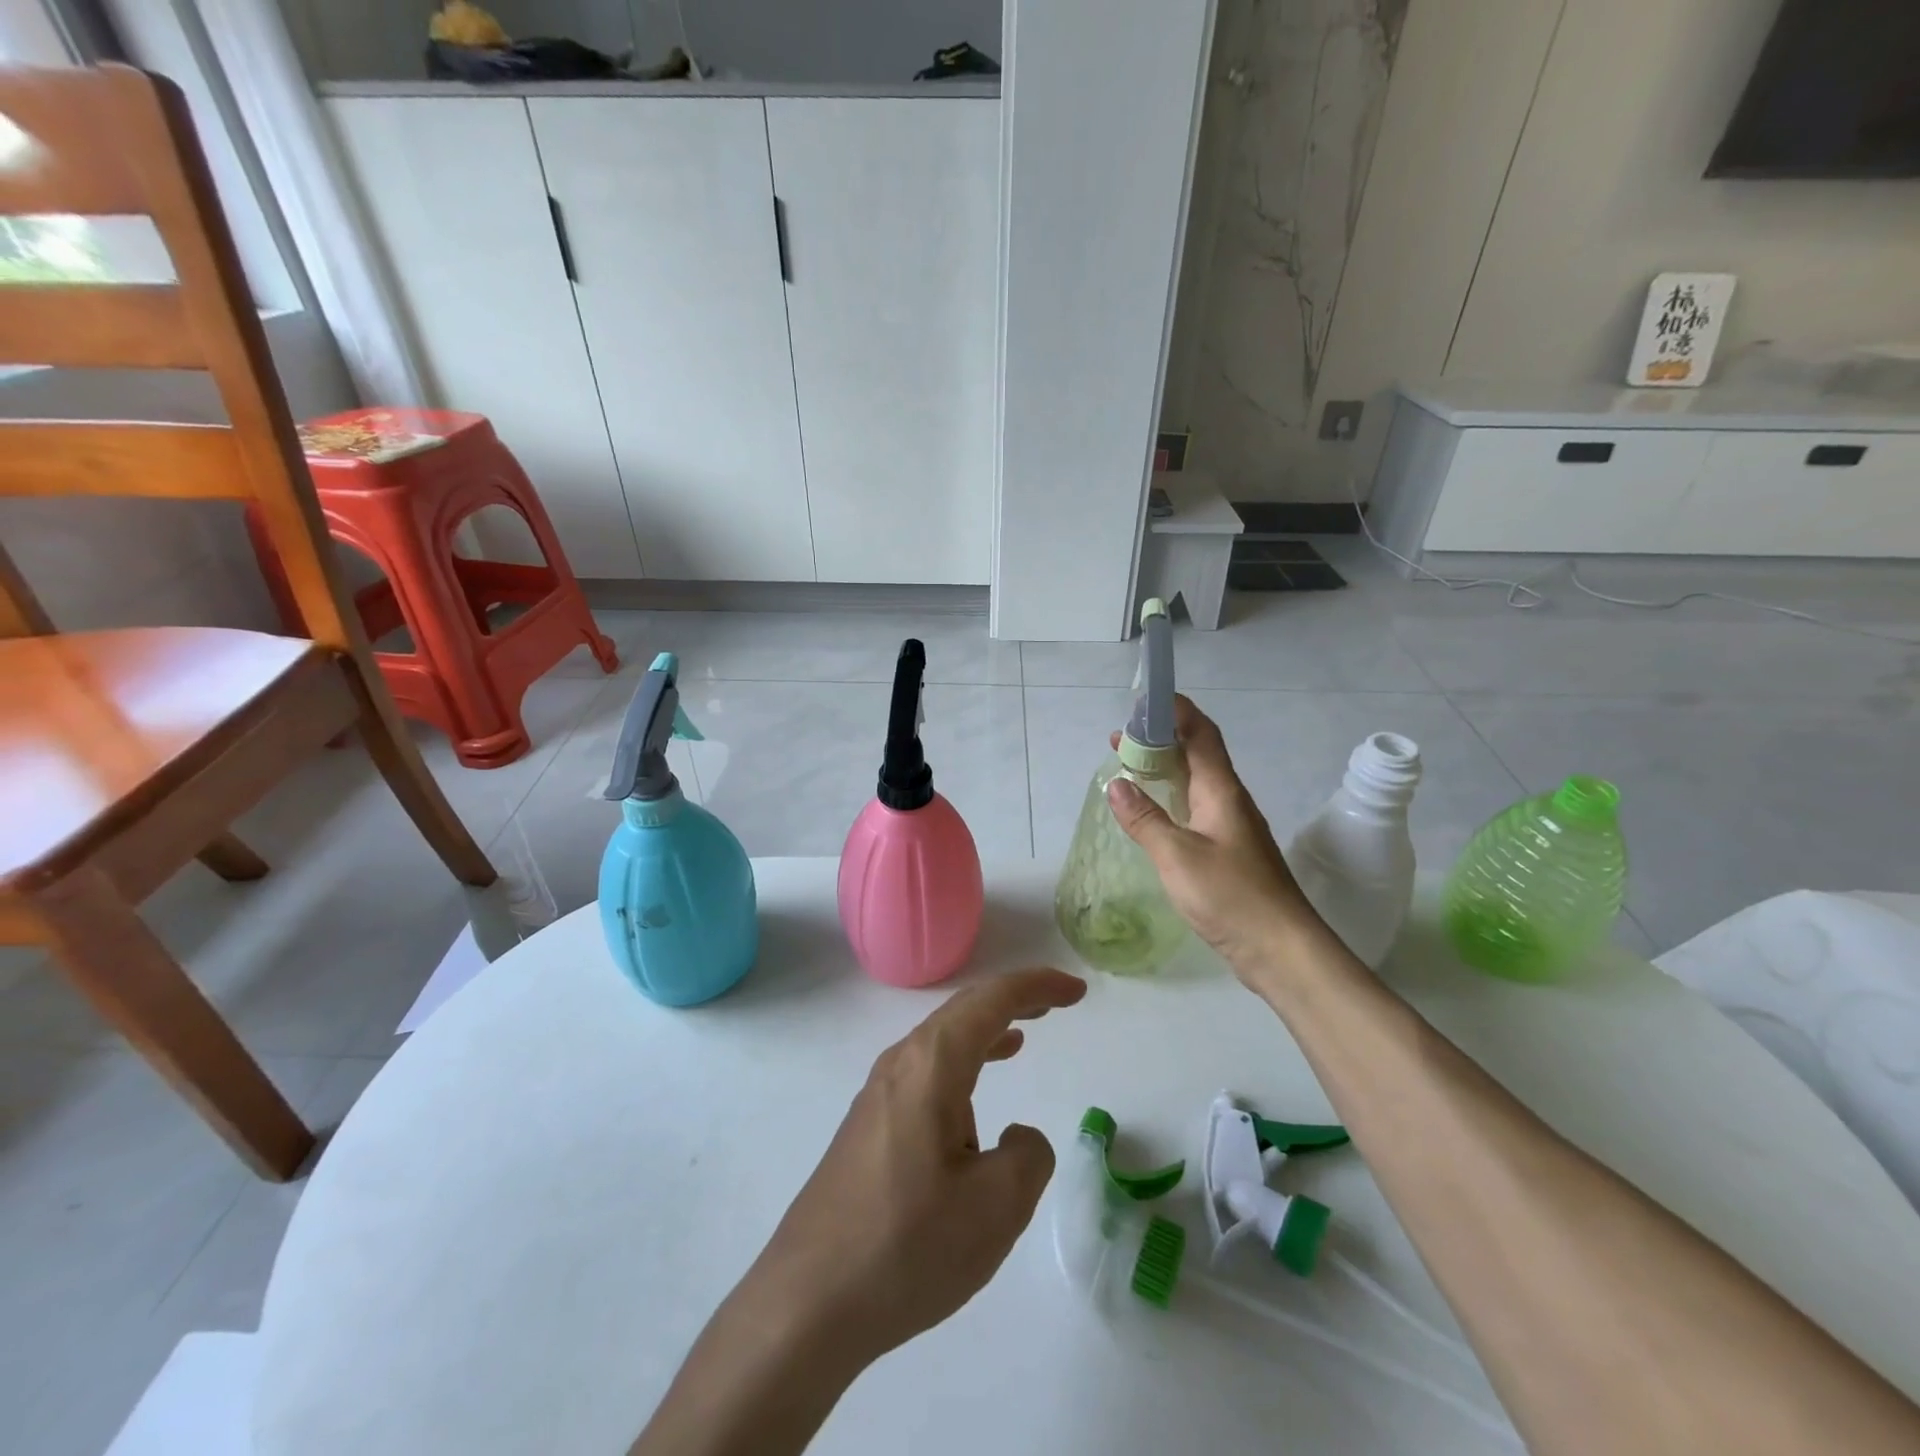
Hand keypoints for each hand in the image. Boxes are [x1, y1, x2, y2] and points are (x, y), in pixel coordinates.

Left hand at [740, 967, 1086, 1370]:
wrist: (808, 1302)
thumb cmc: (907, 1245)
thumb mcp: (996, 1206)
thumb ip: (1028, 1156)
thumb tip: (1016, 1137)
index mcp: (932, 1064)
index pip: (992, 1000)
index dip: (1037, 986)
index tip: (1076, 990)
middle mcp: (901, 1064)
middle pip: (964, 1010)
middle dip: (1013, 1000)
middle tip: (1055, 1003)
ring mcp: (878, 1094)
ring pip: (942, 1041)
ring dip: (985, 1032)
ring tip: (1020, 1037)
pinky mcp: (869, 1126)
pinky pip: (926, 1072)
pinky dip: (962, 1064)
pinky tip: (972, 1098)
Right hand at [1106, 696, 1324, 980]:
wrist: (1281, 948)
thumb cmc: (1231, 896)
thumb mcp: (1177, 856)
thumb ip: (1144, 819)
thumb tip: (1116, 783)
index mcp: (1221, 791)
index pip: (1201, 734)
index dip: (1176, 711)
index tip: (1143, 701)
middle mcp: (1229, 800)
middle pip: (1196, 754)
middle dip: (1160, 739)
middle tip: (1121, 738)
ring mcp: (1231, 826)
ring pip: (1195, 782)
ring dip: (1164, 769)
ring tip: (1129, 767)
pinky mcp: (1228, 850)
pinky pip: (1195, 808)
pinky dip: (1170, 798)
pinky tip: (1153, 812)